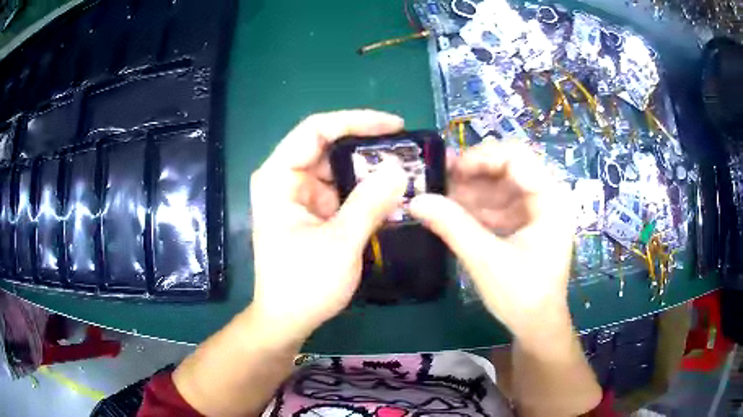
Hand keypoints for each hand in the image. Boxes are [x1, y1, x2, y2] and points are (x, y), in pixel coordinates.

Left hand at [250, 110, 407, 341]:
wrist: (287, 320)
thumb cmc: (303, 285)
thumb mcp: (340, 243)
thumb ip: (370, 203)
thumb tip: (399, 168)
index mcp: (279, 178)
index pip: (316, 130)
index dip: (356, 120)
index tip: (395, 126)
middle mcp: (287, 179)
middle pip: (329, 146)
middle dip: (369, 146)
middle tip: (408, 152)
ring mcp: (301, 196)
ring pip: (339, 168)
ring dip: (371, 170)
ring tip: (408, 171)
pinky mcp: (314, 212)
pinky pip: (343, 190)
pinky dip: (367, 191)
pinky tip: (393, 194)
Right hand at [410, 141, 574, 343]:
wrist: (536, 325)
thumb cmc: (522, 296)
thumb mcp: (487, 261)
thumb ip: (453, 227)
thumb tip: (416, 200)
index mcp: (551, 200)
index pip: (517, 157)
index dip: (482, 157)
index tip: (450, 171)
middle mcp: (546, 197)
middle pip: (507, 167)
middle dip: (473, 173)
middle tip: (439, 181)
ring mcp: (535, 209)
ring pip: (499, 184)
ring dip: (470, 190)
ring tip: (439, 200)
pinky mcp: (524, 222)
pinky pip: (497, 203)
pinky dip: (475, 206)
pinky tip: (452, 213)